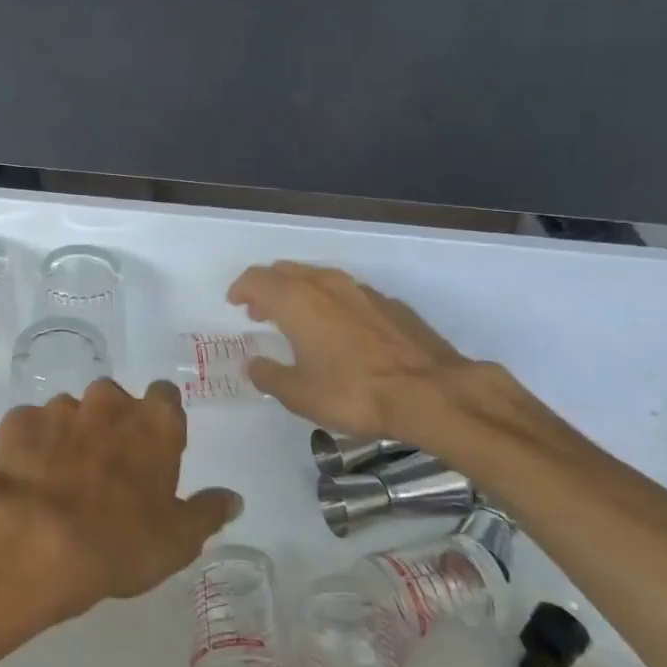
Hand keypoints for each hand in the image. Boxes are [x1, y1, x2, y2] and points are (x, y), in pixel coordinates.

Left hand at [0, 379, 240, 621]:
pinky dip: (31, 444)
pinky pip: (30, 426)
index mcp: (154, 422)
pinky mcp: (18, 421)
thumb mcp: (178, 541)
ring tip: (61, 478)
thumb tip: (233, 498)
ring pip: (70, 412)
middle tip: (105, 468)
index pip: (166, 396)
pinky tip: (28, 477)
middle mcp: (108, 402)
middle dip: (110, 424)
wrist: (35, 542)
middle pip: (114, 400)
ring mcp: (60, 408)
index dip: (159, 421)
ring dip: (70, 435)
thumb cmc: (119, 543)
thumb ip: (207, 512)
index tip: (153, 449)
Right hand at [228, 260, 519, 459]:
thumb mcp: (299, 394)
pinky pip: (347, 292)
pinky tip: (339, 330)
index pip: (257, 278)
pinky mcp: (389, 303)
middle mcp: (325, 285)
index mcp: (296, 301)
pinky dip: (331, 303)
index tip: (235, 303)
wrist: (430, 392)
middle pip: (286, 271)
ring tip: (297, 319)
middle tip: (260, 312)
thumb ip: (269, 376)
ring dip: (300, 292)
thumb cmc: (353, 392)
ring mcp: (361, 290)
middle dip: (268, 288)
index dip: (242, 288)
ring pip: (319, 277)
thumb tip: (253, 364)